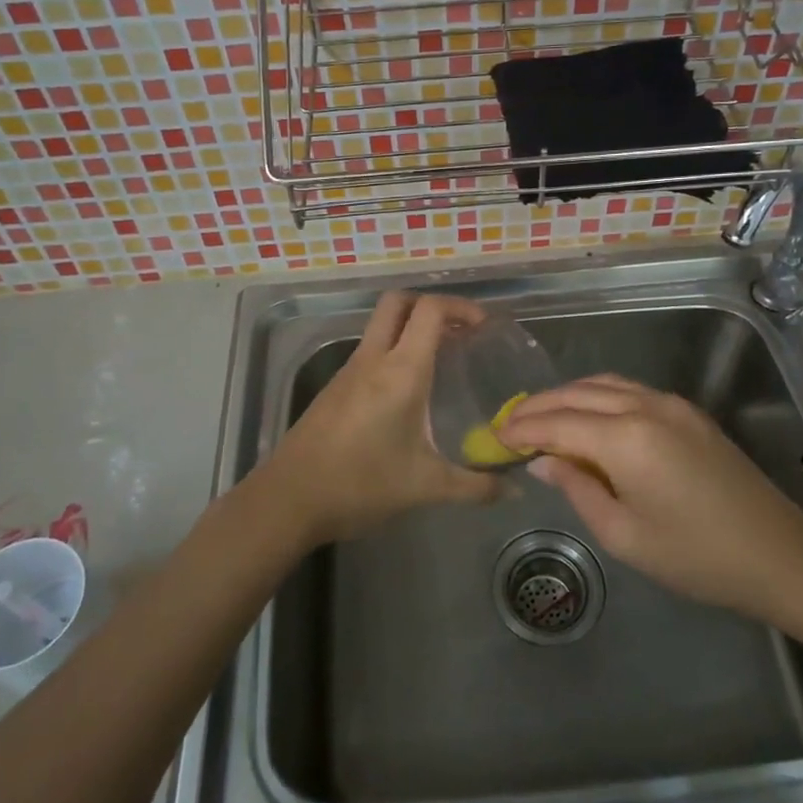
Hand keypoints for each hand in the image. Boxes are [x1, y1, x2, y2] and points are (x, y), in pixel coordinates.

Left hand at [255, 291, 502, 545]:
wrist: (288, 500)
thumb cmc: (360, 485)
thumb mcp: (425, 487)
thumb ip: (475, 487)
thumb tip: (514, 490)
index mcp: (400, 371)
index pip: (430, 311)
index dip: (460, 307)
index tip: (484, 326)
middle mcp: (373, 359)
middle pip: (398, 302)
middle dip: (431, 305)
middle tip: (460, 332)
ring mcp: (349, 370)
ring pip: (380, 325)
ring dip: (411, 327)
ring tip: (442, 358)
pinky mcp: (335, 387)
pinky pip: (370, 350)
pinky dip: (393, 350)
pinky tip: (408, 389)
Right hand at [499, 374, 802, 621]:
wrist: (778, 554)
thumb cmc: (695, 557)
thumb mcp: (624, 535)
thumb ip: (577, 489)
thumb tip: (543, 462)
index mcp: (626, 439)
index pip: (558, 422)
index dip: (523, 428)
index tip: (495, 436)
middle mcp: (645, 406)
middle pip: (577, 393)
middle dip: (539, 406)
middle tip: (510, 425)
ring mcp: (670, 404)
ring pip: (603, 384)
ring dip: (567, 396)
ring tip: (542, 418)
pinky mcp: (688, 411)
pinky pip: (629, 390)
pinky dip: (597, 396)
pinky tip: (587, 417)